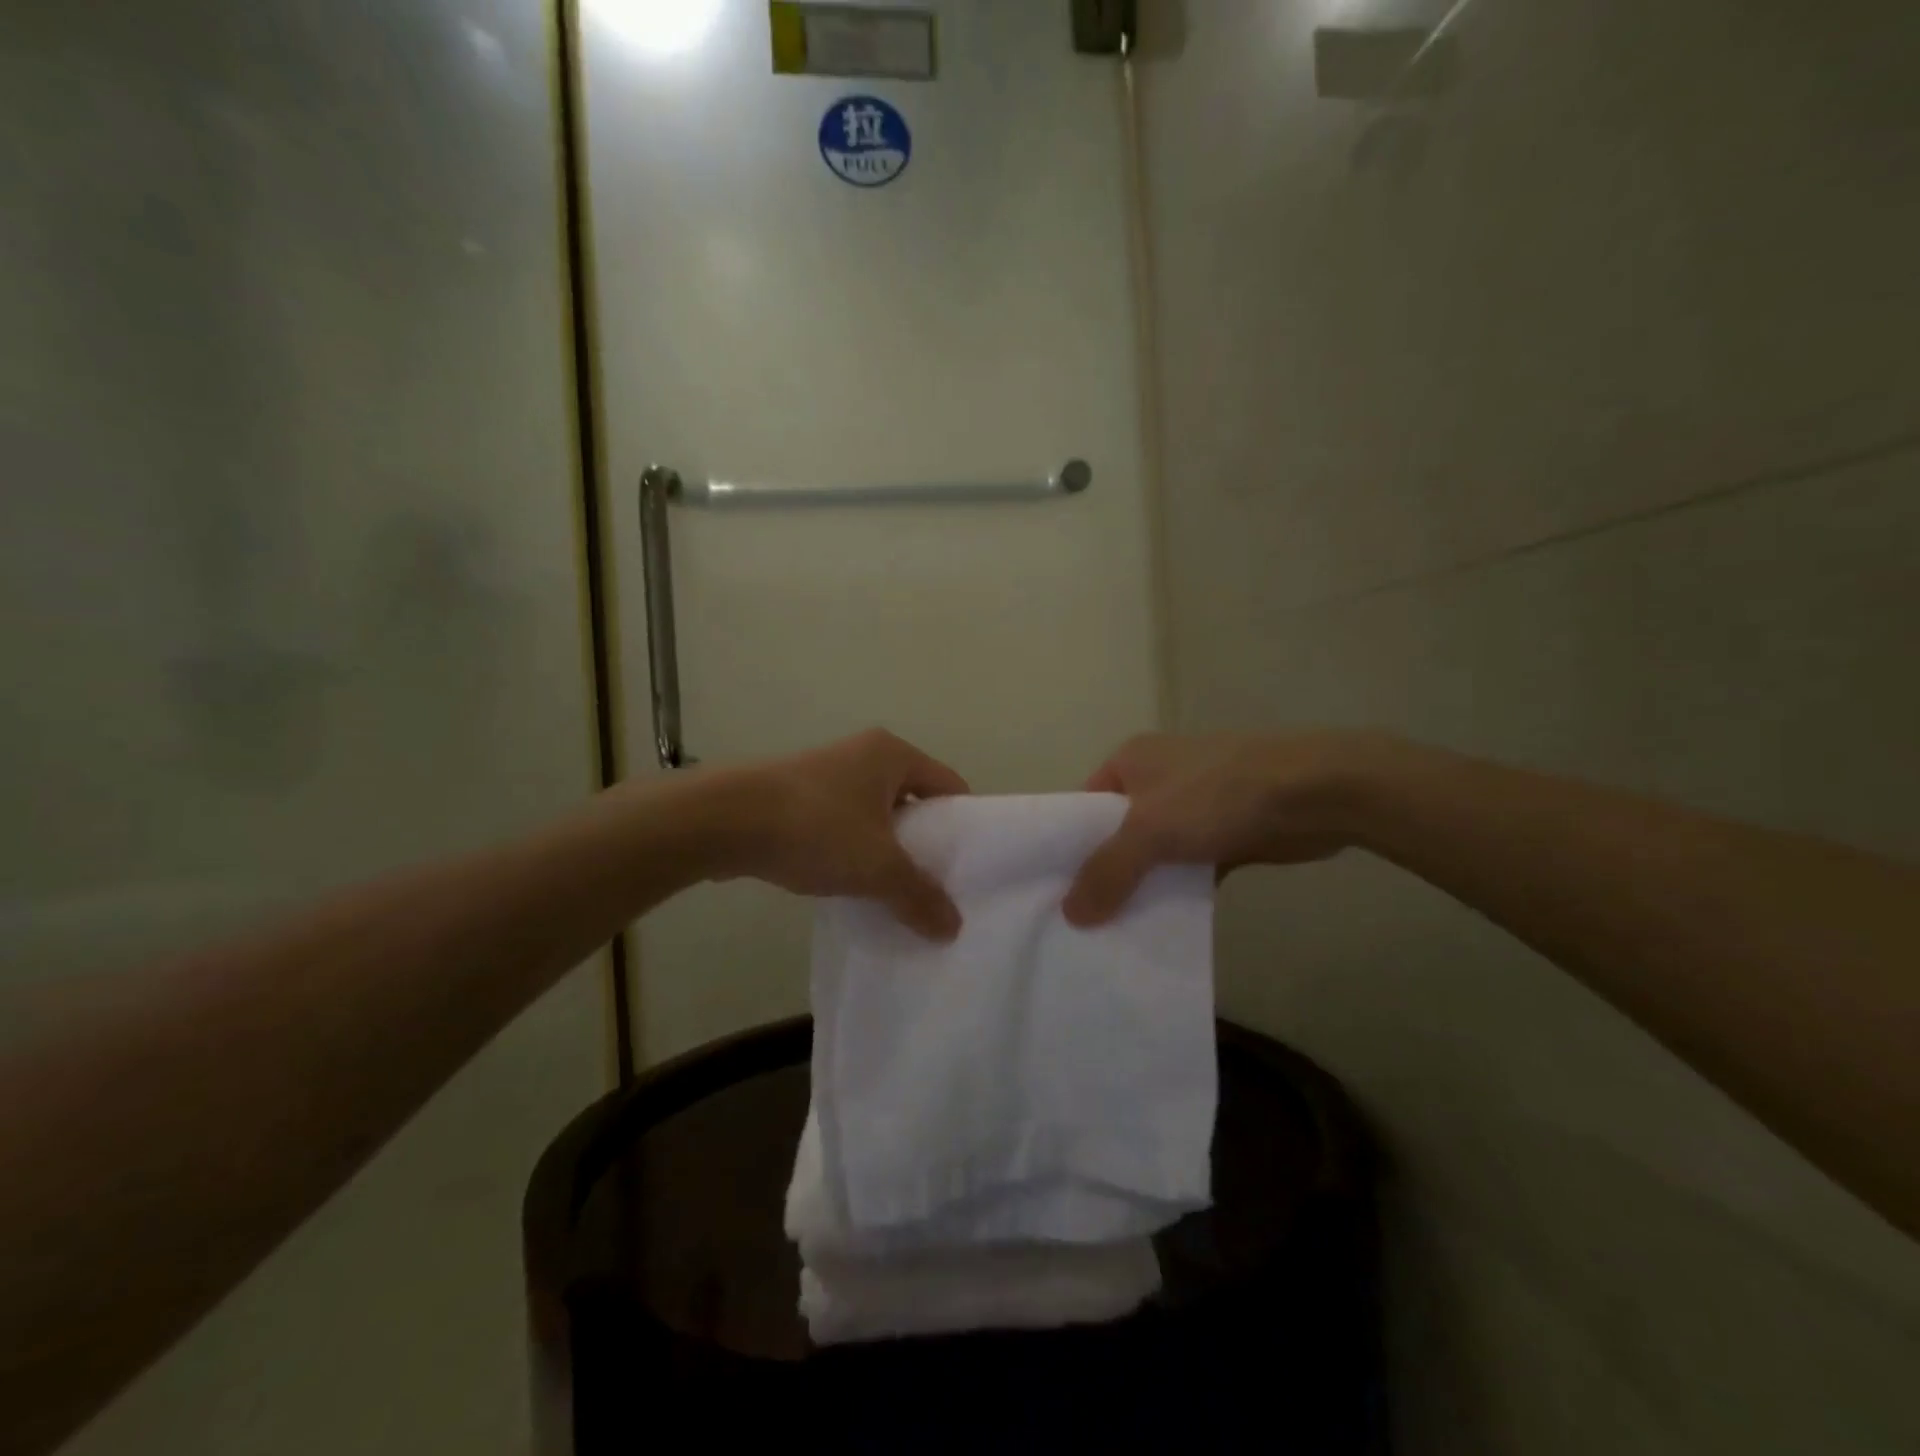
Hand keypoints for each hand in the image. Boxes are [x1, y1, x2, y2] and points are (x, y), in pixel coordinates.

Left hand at [724, 728, 969, 939]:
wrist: (724, 820)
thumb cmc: (816, 828)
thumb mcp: (877, 867)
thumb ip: (919, 896)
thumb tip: (953, 928)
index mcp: (893, 754)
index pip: (949, 786)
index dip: (963, 826)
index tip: (968, 867)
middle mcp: (864, 754)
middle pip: (914, 801)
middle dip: (924, 843)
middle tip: (935, 886)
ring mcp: (827, 773)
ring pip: (876, 815)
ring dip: (886, 850)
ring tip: (894, 892)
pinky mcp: (798, 796)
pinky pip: (844, 824)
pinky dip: (853, 851)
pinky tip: (851, 885)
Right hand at [1062, 731, 1390, 925]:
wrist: (1314, 792)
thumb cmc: (1217, 796)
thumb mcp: (1149, 830)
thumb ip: (1107, 871)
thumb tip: (1069, 914)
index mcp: (1129, 761)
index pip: (1082, 806)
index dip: (1065, 846)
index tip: (1051, 891)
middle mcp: (1156, 779)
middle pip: (1116, 833)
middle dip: (1102, 874)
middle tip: (1079, 921)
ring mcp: (1193, 806)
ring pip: (1153, 855)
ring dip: (1141, 889)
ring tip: (1111, 934)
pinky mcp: (1225, 834)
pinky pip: (1187, 869)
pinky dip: (1177, 895)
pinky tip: (1161, 929)